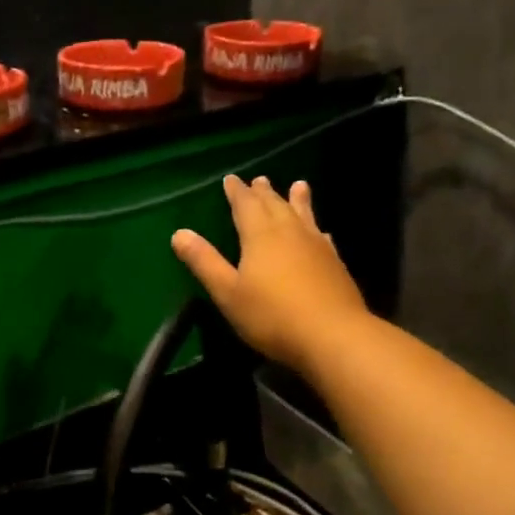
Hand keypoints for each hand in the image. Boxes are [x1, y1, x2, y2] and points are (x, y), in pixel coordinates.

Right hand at [171, 176, 369, 372]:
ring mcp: (316, 246)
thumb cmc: (271, 316)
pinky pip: (322, 236)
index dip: (236, 192)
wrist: (332, 335)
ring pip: (304, 214)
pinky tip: (321, 232)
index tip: (231, 179)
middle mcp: (289, 232)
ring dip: (297, 200)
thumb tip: (179, 233)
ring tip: (298, 185)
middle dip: (264, 192)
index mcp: (260, 236)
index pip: (245, 205)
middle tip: (259, 179)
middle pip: (275, 205)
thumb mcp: (228, 293)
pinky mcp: (335, 263)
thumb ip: (204, 262)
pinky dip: (316, 228)